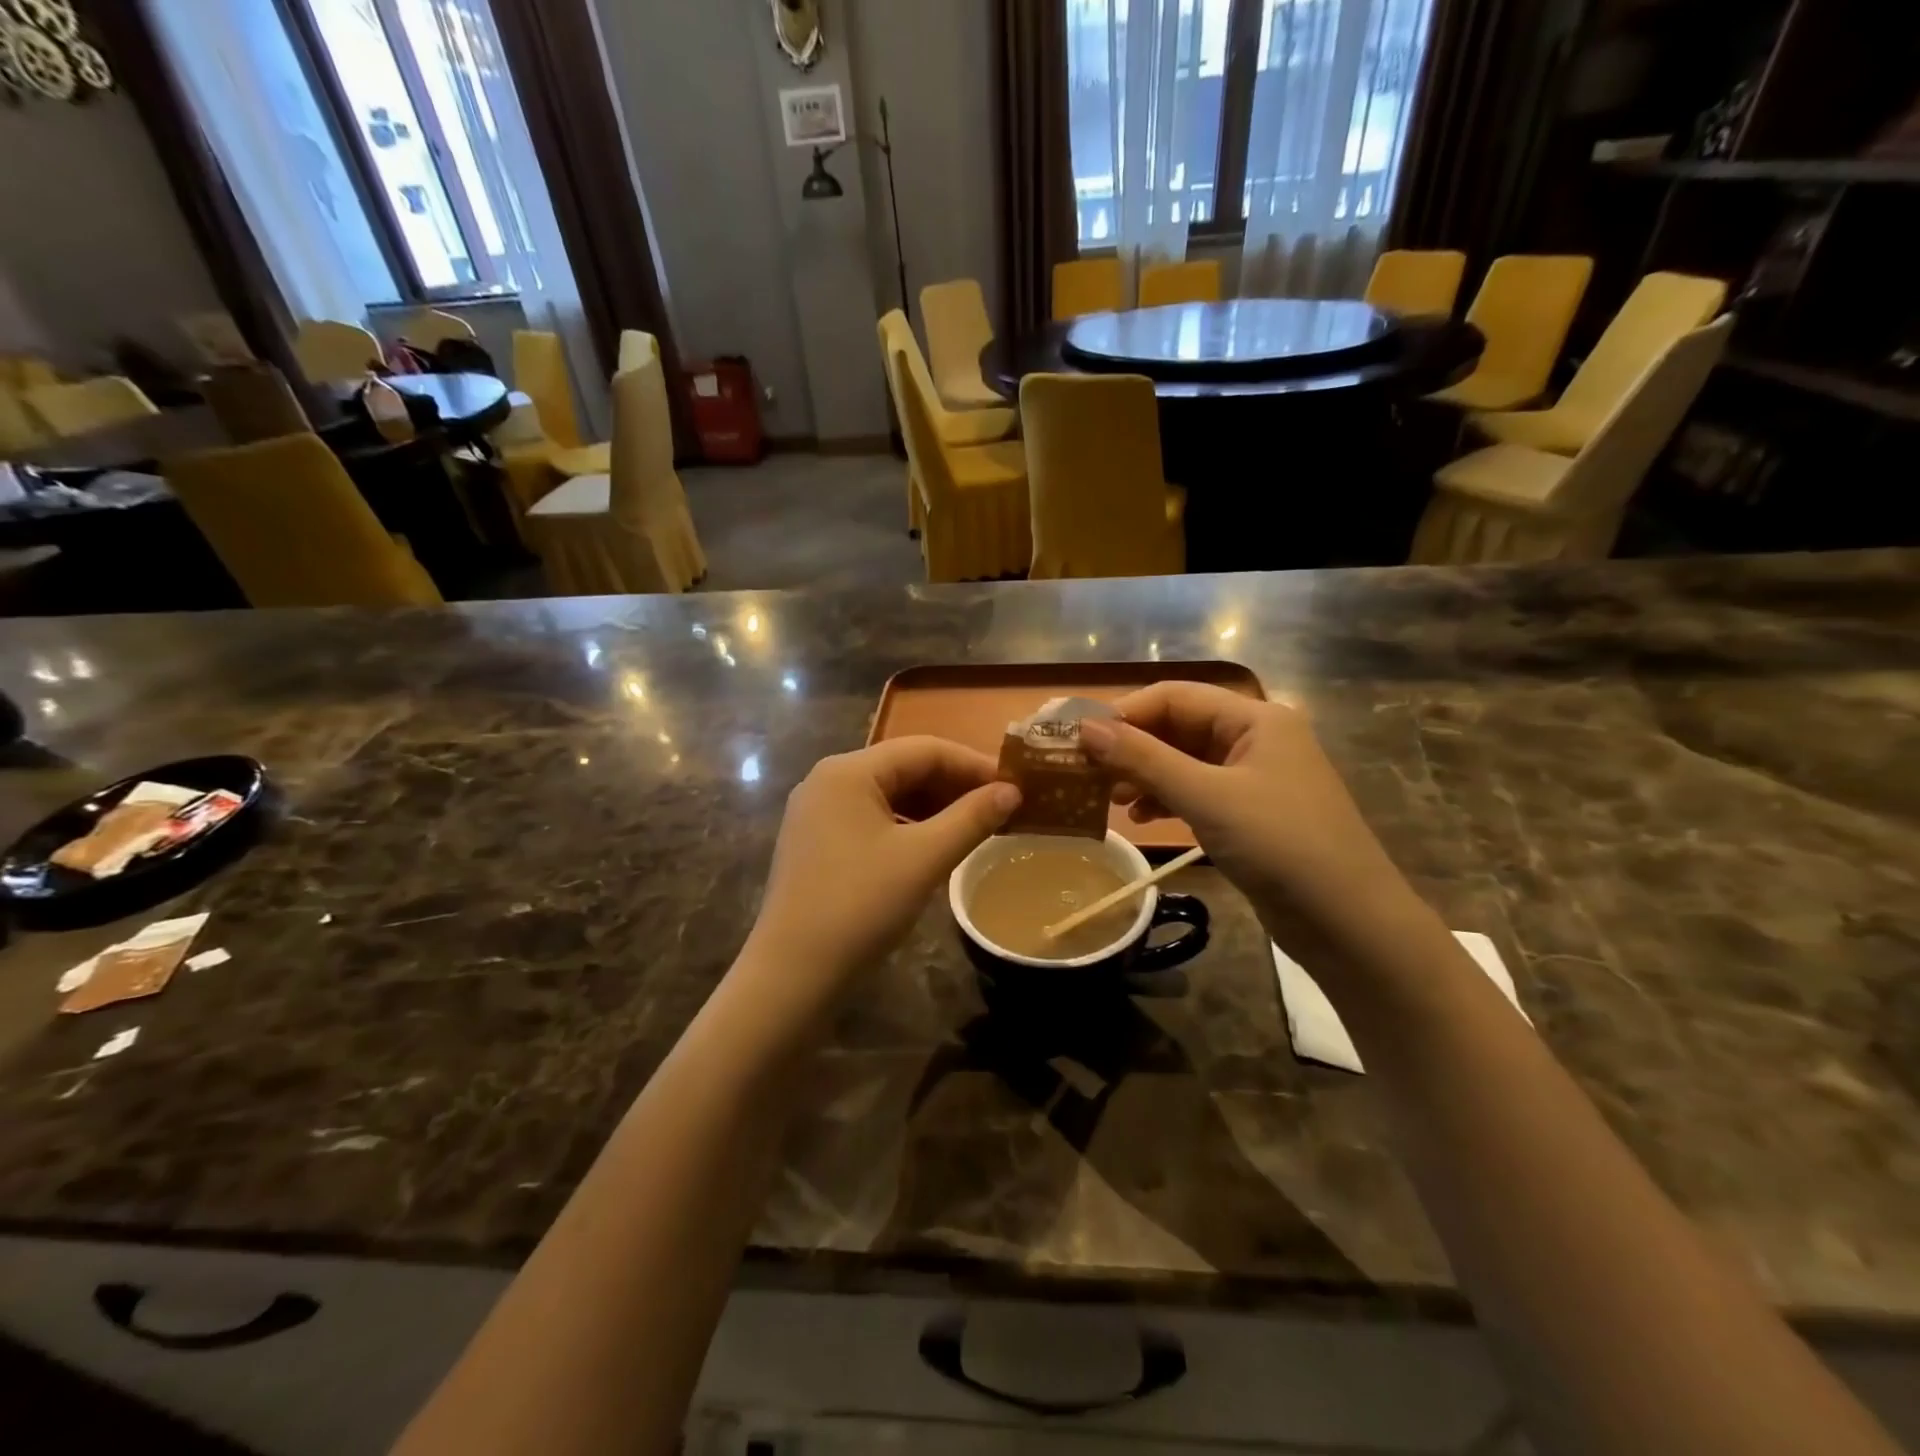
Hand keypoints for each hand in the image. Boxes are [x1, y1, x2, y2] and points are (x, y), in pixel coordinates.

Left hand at [741, 737, 1019, 1002]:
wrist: (792, 974)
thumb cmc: (860, 906)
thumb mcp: (924, 859)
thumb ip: (971, 818)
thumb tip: (1012, 791)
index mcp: (849, 770)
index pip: (924, 749)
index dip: (974, 764)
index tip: (1014, 786)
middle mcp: (827, 779)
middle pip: (904, 768)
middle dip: (954, 785)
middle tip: (1000, 808)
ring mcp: (816, 812)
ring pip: (888, 795)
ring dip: (933, 806)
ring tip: (974, 826)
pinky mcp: (815, 842)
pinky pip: (871, 818)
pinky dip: (907, 826)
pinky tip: (933, 846)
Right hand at [1077, 684, 1414, 951]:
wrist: (1349, 923)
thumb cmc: (1280, 845)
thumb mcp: (1206, 798)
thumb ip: (1143, 759)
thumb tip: (1084, 727)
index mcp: (1255, 718)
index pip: (1175, 696)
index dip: (1125, 713)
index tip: (1079, 739)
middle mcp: (1256, 738)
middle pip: (1179, 727)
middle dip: (1132, 747)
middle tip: (1087, 773)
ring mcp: (1256, 777)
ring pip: (1185, 761)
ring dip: (1145, 775)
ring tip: (1109, 800)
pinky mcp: (1252, 813)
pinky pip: (1198, 792)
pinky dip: (1167, 800)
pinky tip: (1141, 818)